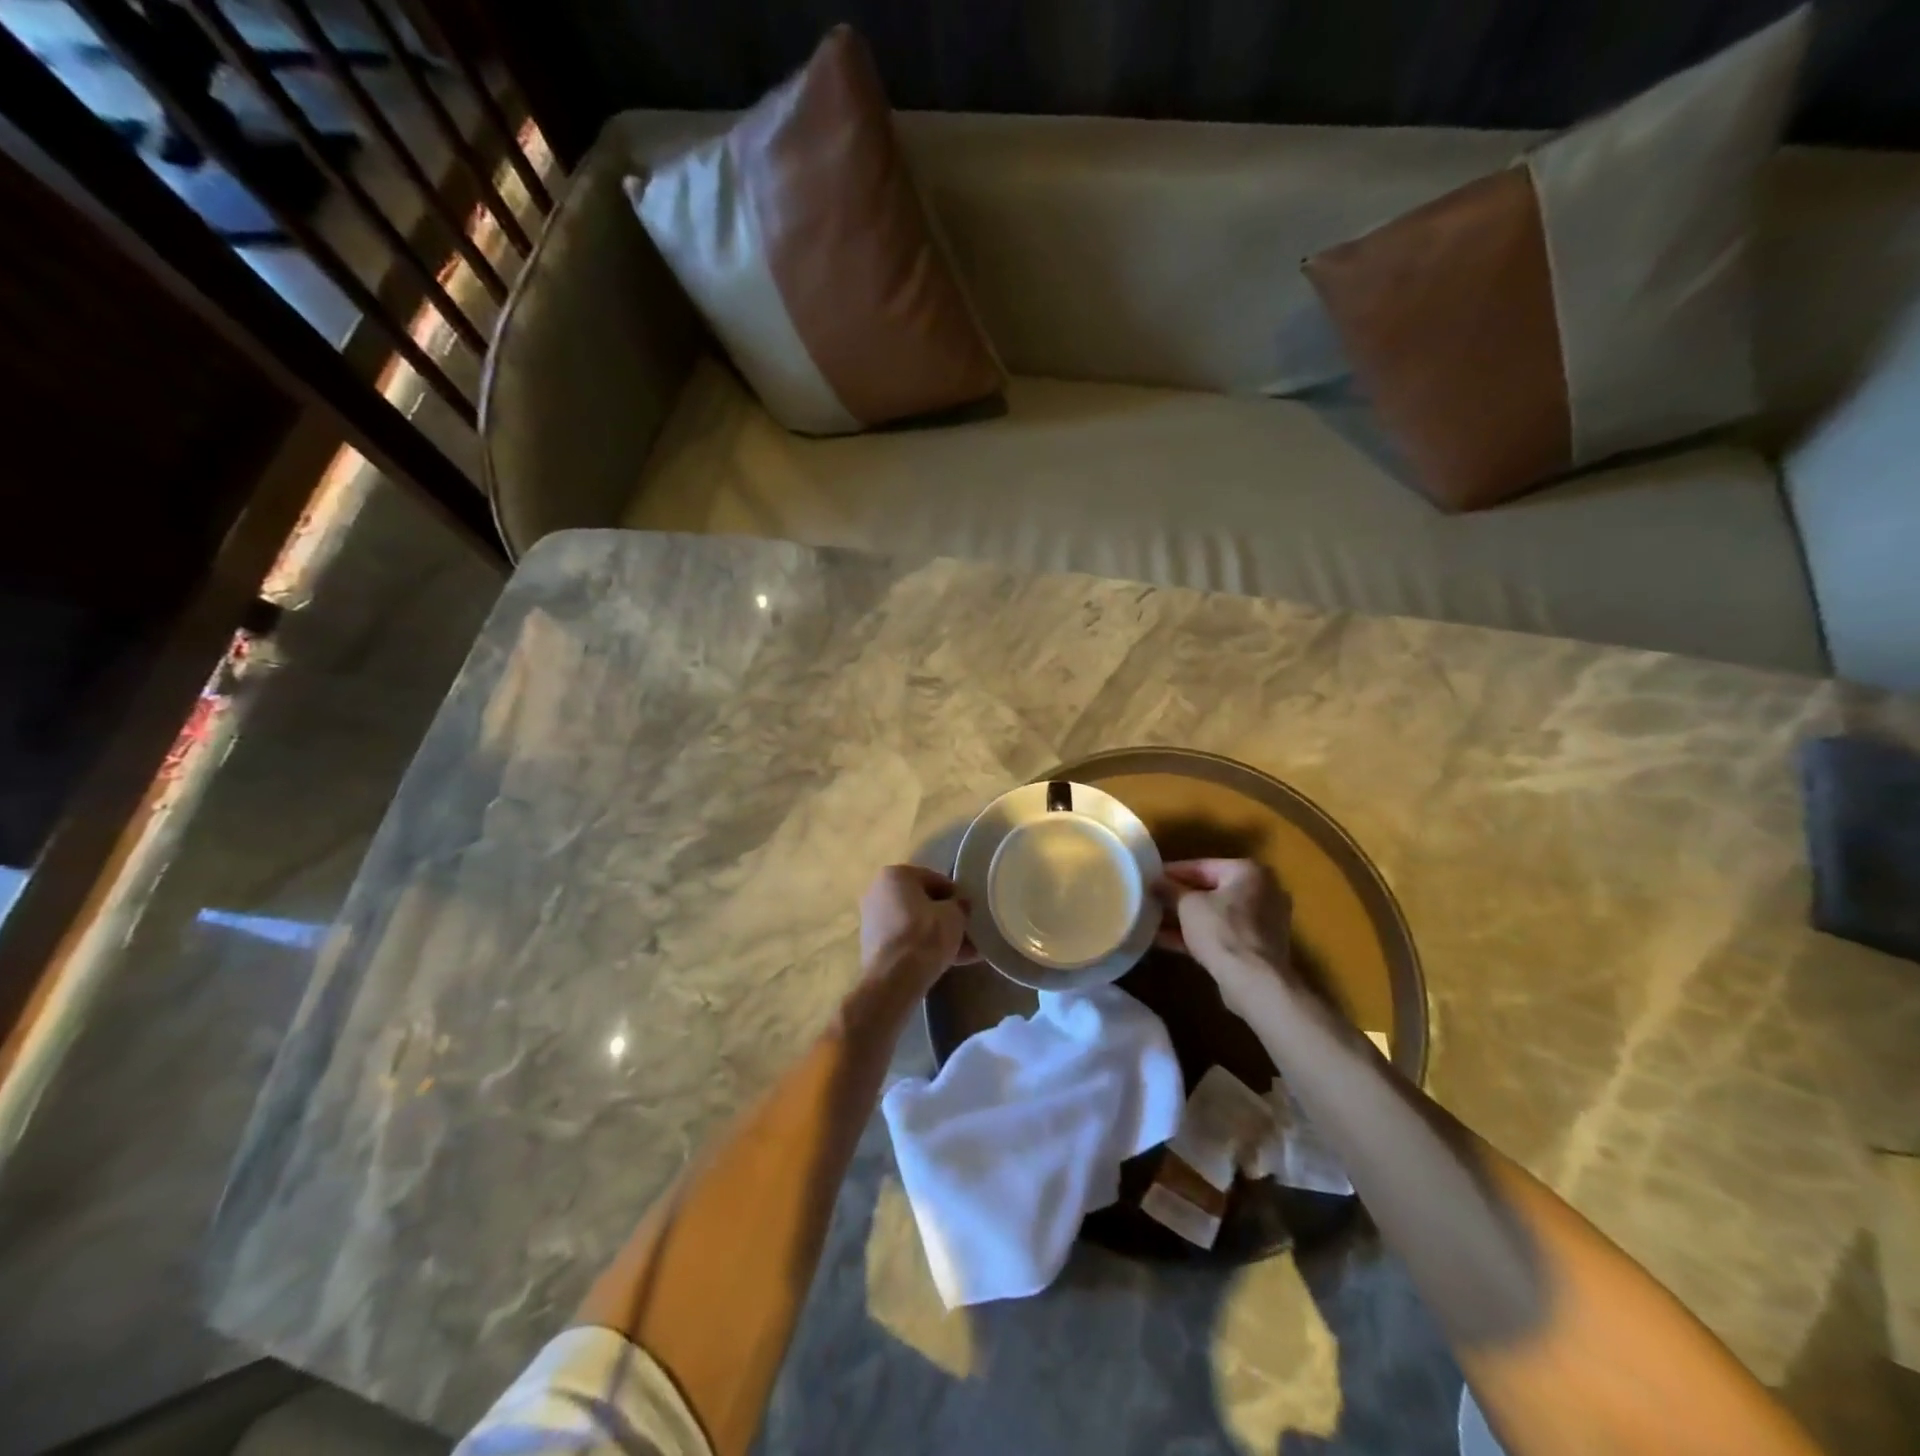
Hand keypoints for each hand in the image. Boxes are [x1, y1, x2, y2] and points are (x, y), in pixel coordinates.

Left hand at [859, 865, 976, 988]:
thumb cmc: (925, 935)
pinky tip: (950, 963)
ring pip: (915, 924)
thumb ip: (960, 905)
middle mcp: (878, 892)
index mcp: (895, 875)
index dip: (957, 896)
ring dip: (939, 936)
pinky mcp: (873, 945)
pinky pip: (906, 941)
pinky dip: (925, 948)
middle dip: (946, 918)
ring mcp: (873, 920)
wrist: (894, 979)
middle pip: (923, 903)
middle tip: (968, 933)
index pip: (935, 880)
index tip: (970, 912)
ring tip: (966, 953)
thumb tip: (960, 906)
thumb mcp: (954, 915)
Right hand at [1155, 858, 1295, 1016]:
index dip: (1171, 873)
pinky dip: (1196, 935)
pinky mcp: (1256, 947)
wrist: (1254, 982)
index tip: (1148, 878)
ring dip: (1184, 918)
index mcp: (1249, 872)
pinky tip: (1164, 940)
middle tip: (1150, 899)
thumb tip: (1155, 881)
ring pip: (1215, 914)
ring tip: (1152, 919)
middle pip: (1210, 890)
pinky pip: (1221, 934)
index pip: (1201, 866)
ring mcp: (1262, 922)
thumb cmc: (1222, 931)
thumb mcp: (1188, 905)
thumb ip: (1170, 890)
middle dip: (1178, 897)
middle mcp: (1261, 892)